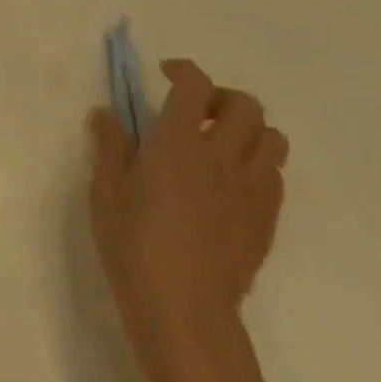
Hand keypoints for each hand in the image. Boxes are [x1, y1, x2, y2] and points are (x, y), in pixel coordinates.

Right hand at [88, 59, 288, 380]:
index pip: (194, 84)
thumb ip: (109, 145)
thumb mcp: (105, 190)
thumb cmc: (134, 244)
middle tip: (196, 112)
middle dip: (221, 97)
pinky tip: (230, 185)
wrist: (184, 311)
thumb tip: (106, 113)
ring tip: (220, 146)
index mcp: (178, 140)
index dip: (183, 70)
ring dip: (249, 131)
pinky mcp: (266, 220)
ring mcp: (251, 189)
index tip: (164, 75)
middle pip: (245, 104)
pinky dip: (258, 166)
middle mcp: (222, 154)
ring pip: (273, 138)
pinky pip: (275, 176)